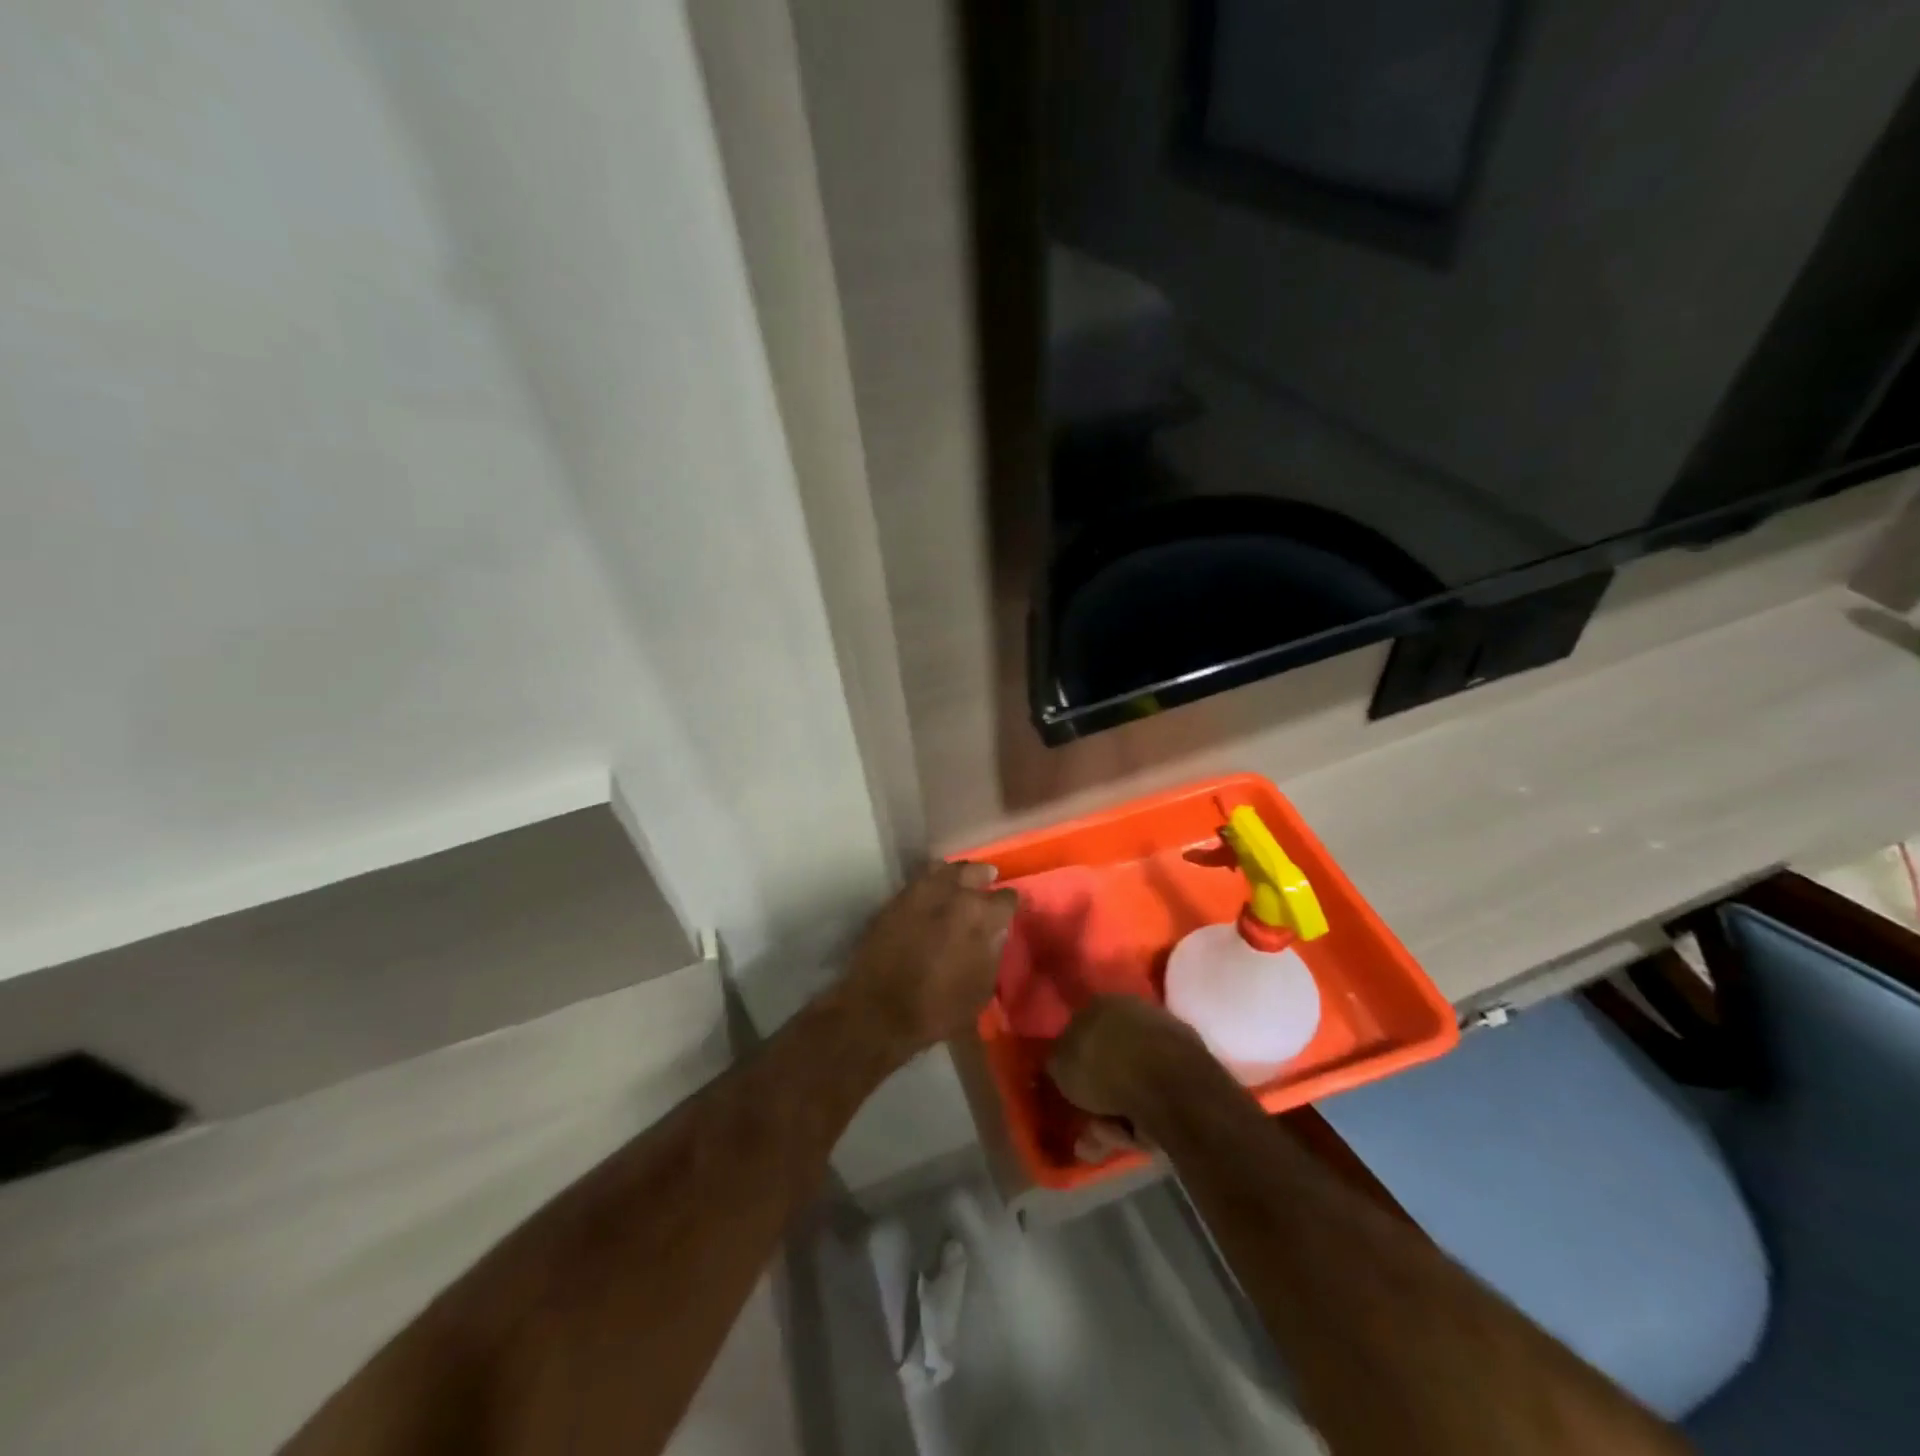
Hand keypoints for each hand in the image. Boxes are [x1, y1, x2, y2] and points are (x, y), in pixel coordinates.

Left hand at [841, 862, 1017, 1059]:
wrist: (877, 1013)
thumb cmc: (938, 1009)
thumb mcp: (980, 989)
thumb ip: (992, 952)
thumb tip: (997, 930)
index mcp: (978, 916)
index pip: (1006, 898)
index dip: (1013, 903)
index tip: (1014, 907)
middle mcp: (950, 895)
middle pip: (973, 872)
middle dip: (984, 877)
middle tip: (989, 882)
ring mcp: (918, 894)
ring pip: (944, 869)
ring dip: (956, 874)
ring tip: (961, 882)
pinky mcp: (894, 901)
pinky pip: (919, 881)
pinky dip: (932, 882)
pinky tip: (935, 893)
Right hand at [1048, 995, 1205, 1125]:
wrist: (1168, 1083)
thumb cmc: (1105, 1067)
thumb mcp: (1060, 1066)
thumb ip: (1056, 1062)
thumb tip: (1058, 1062)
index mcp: (1102, 1002)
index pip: (1082, 1028)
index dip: (1075, 1061)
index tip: (1072, 1090)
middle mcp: (1134, 1010)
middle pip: (1110, 1059)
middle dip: (1100, 1097)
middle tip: (1093, 1126)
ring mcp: (1166, 1034)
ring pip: (1134, 1081)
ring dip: (1120, 1112)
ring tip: (1115, 1136)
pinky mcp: (1191, 1063)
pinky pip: (1158, 1093)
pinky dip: (1147, 1113)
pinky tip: (1140, 1133)